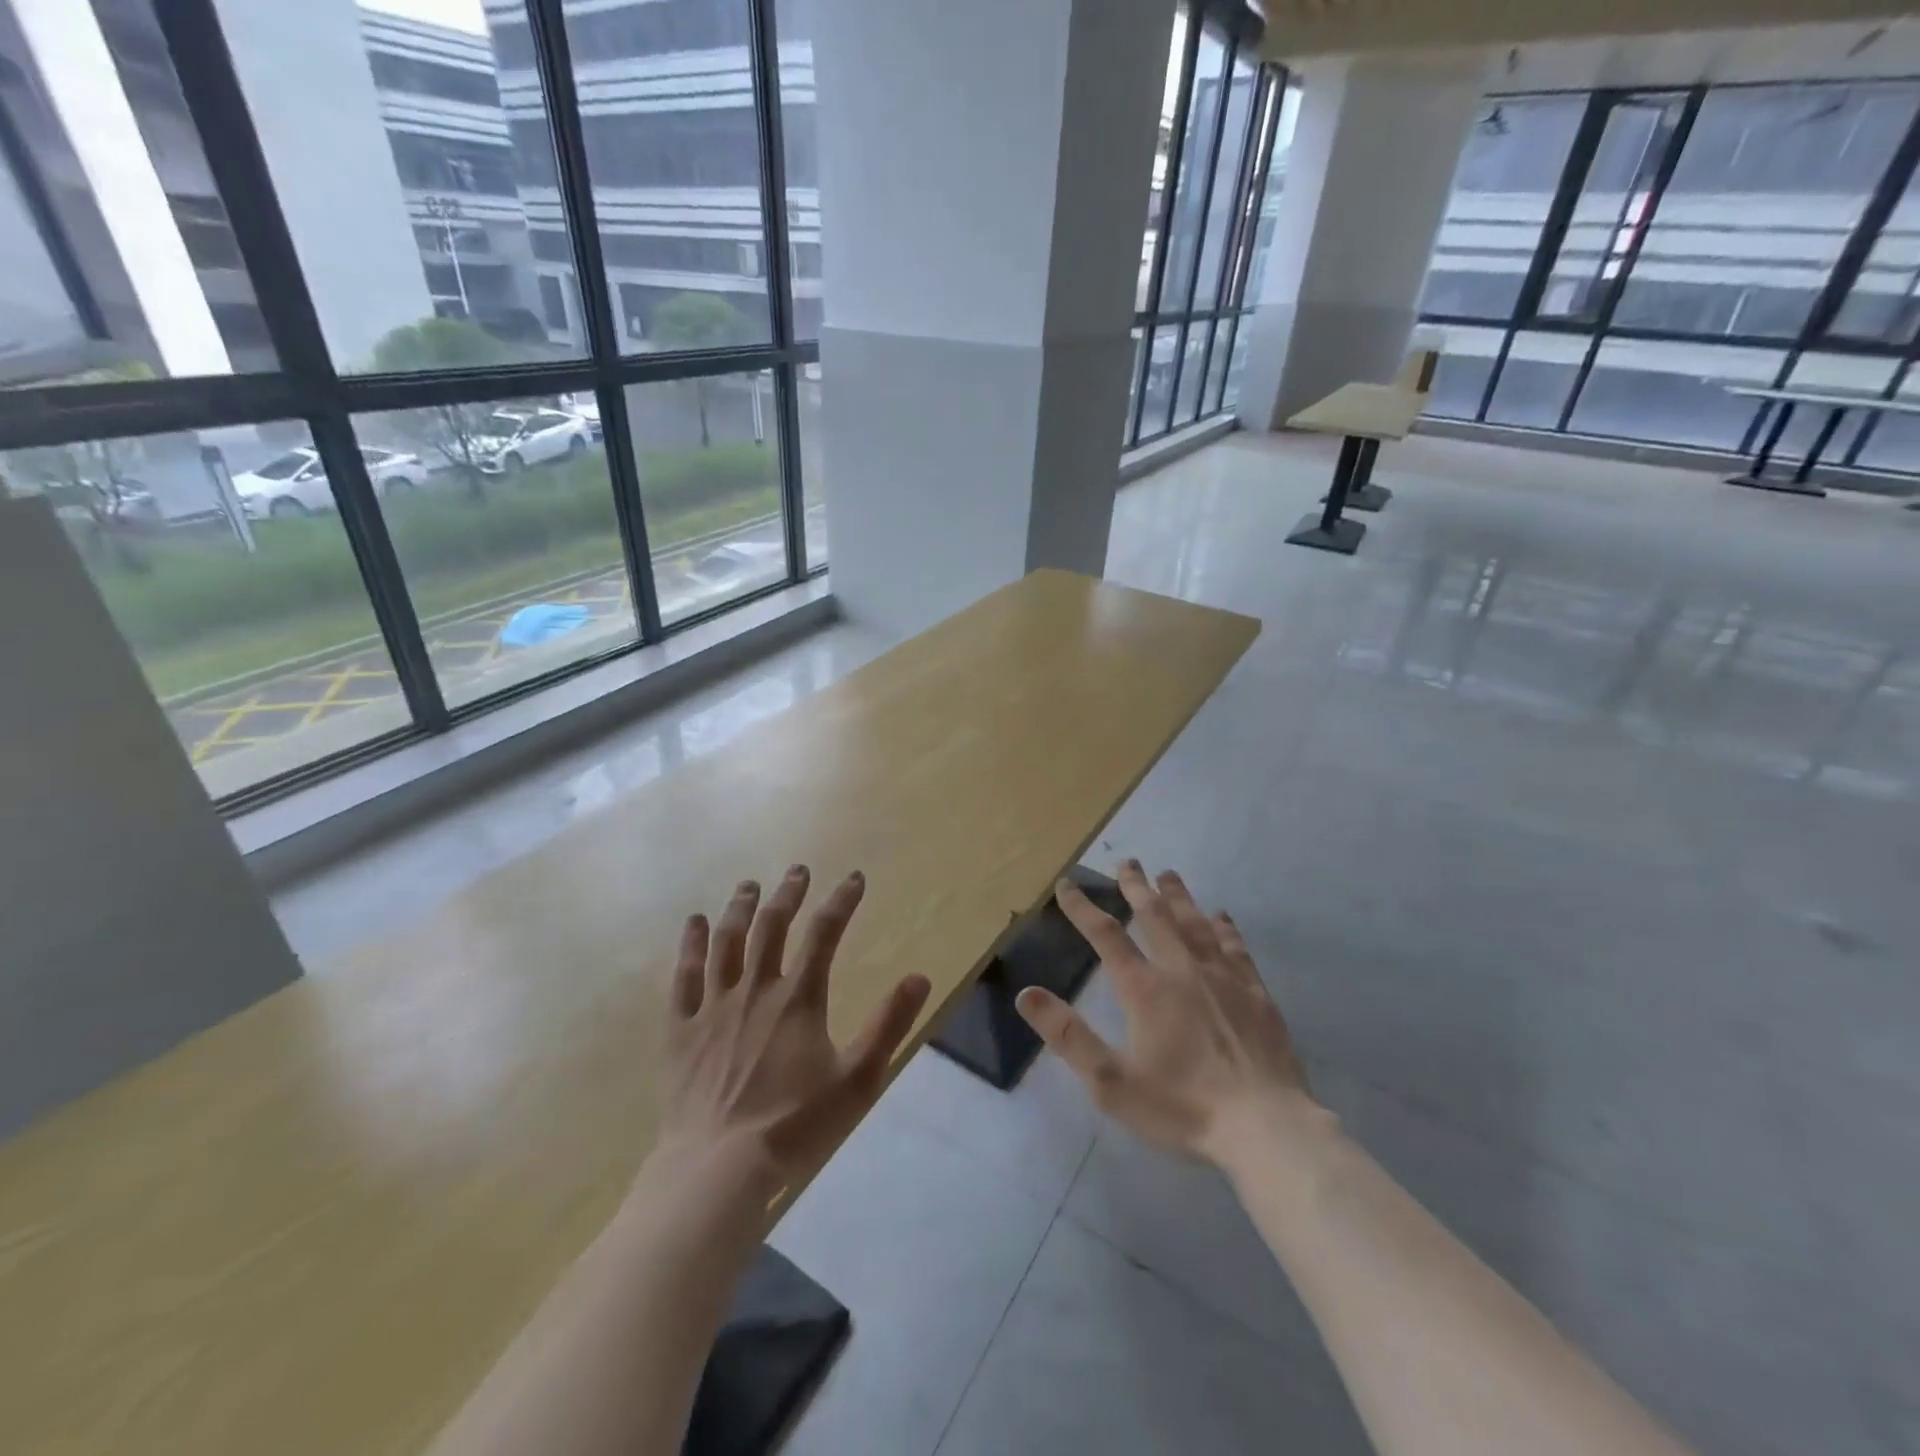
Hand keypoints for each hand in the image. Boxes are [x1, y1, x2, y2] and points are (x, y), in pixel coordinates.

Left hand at [659, 867, 930, 1186]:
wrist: (719, 1169)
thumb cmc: (794, 1125)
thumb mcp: (858, 1079)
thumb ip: (888, 1024)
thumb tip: (920, 977)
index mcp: (799, 998)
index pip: (825, 933)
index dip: (841, 901)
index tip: (854, 878)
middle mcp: (755, 989)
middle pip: (772, 926)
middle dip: (788, 894)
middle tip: (798, 871)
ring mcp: (713, 1007)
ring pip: (727, 942)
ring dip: (740, 908)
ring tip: (749, 886)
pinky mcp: (681, 1029)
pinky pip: (684, 977)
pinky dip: (690, 946)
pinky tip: (694, 924)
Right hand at [1017, 861, 1315, 1166]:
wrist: (1265, 1127)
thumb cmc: (1182, 1107)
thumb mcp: (1111, 1082)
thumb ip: (1068, 1036)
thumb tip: (1026, 994)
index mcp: (1145, 989)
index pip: (1106, 936)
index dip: (1082, 908)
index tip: (1066, 884)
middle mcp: (1182, 970)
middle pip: (1155, 916)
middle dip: (1136, 887)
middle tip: (1127, 862)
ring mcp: (1223, 979)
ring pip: (1195, 924)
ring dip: (1178, 896)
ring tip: (1167, 874)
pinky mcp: (1256, 994)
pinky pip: (1236, 947)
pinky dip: (1224, 927)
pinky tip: (1221, 916)